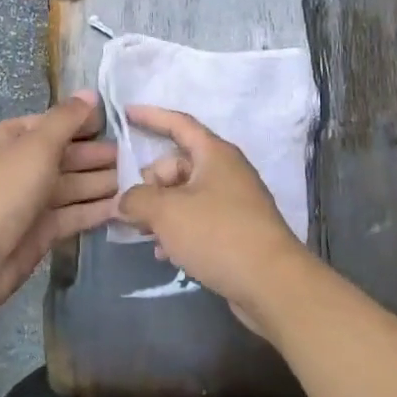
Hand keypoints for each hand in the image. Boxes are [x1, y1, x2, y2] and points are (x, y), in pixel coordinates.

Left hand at [0, 91, 118, 305]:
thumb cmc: (4, 191)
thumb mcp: (36, 146)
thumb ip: (66, 119)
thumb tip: (90, 93)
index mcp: (7, 140)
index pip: (49, 124)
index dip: (81, 122)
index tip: (114, 123)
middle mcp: (17, 166)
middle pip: (63, 155)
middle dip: (96, 155)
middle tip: (134, 155)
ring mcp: (29, 200)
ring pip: (71, 186)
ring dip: (101, 182)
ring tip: (136, 179)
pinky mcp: (41, 230)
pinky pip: (72, 213)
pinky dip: (95, 209)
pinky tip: (122, 206)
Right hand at [116, 106, 317, 332]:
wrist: (271, 283)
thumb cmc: (218, 234)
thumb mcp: (167, 212)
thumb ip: (137, 199)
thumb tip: (125, 200)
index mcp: (214, 154)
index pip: (179, 124)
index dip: (151, 116)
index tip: (125, 113)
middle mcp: (226, 171)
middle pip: (178, 165)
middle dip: (150, 183)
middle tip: (129, 207)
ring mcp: (234, 202)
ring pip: (186, 196)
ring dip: (161, 211)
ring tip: (142, 233)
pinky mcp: (236, 231)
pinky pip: (198, 220)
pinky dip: (178, 230)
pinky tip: (164, 254)